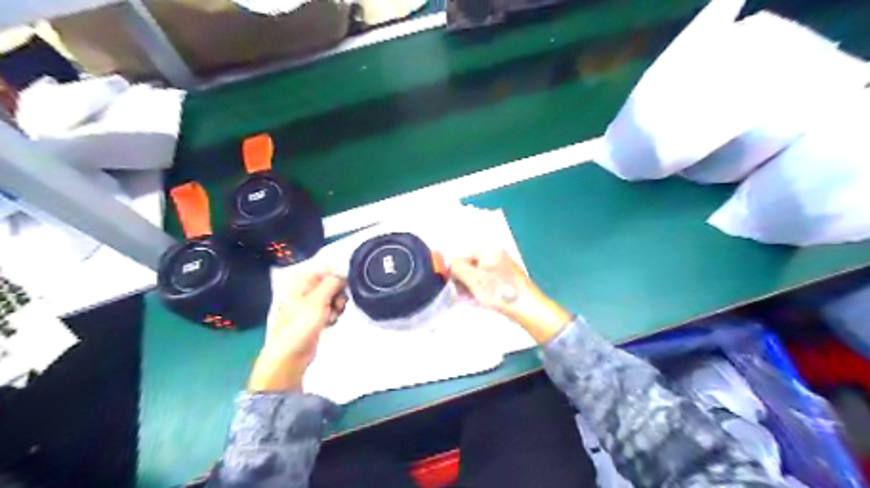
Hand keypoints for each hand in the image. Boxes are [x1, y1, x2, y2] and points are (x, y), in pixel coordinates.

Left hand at [247, 269, 347, 390]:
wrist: (290, 355)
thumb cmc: (301, 325)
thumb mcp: (318, 299)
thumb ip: (333, 282)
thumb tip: (344, 273)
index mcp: (302, 280)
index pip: (328, 270)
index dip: (339, 278)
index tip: (344, 289)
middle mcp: (305, 288)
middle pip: (333, 283)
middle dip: (339, 295)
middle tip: (336, 306)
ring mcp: (310, 303)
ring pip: (334, 297)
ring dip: (337, 307)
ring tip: (330, 318)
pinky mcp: (315, 316)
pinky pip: (331, 309)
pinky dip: (333, 315)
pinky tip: (329, 323)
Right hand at [453, 251, 576, 342]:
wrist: (528, 308)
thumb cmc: (499, 291)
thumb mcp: (473, 279)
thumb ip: (458, 267)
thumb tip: (448, 260)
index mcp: (490, 252)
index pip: (465, 254)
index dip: (456, 267)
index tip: (451, 281)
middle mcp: (498, 257)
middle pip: (473, 265)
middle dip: (463, 279)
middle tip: (459, 293)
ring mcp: (504, 270)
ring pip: (480, 276)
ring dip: (471, 287)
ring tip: (469, 300)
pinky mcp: (508, 282)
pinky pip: (489, 283)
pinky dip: (482, 291)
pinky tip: (479, 302)